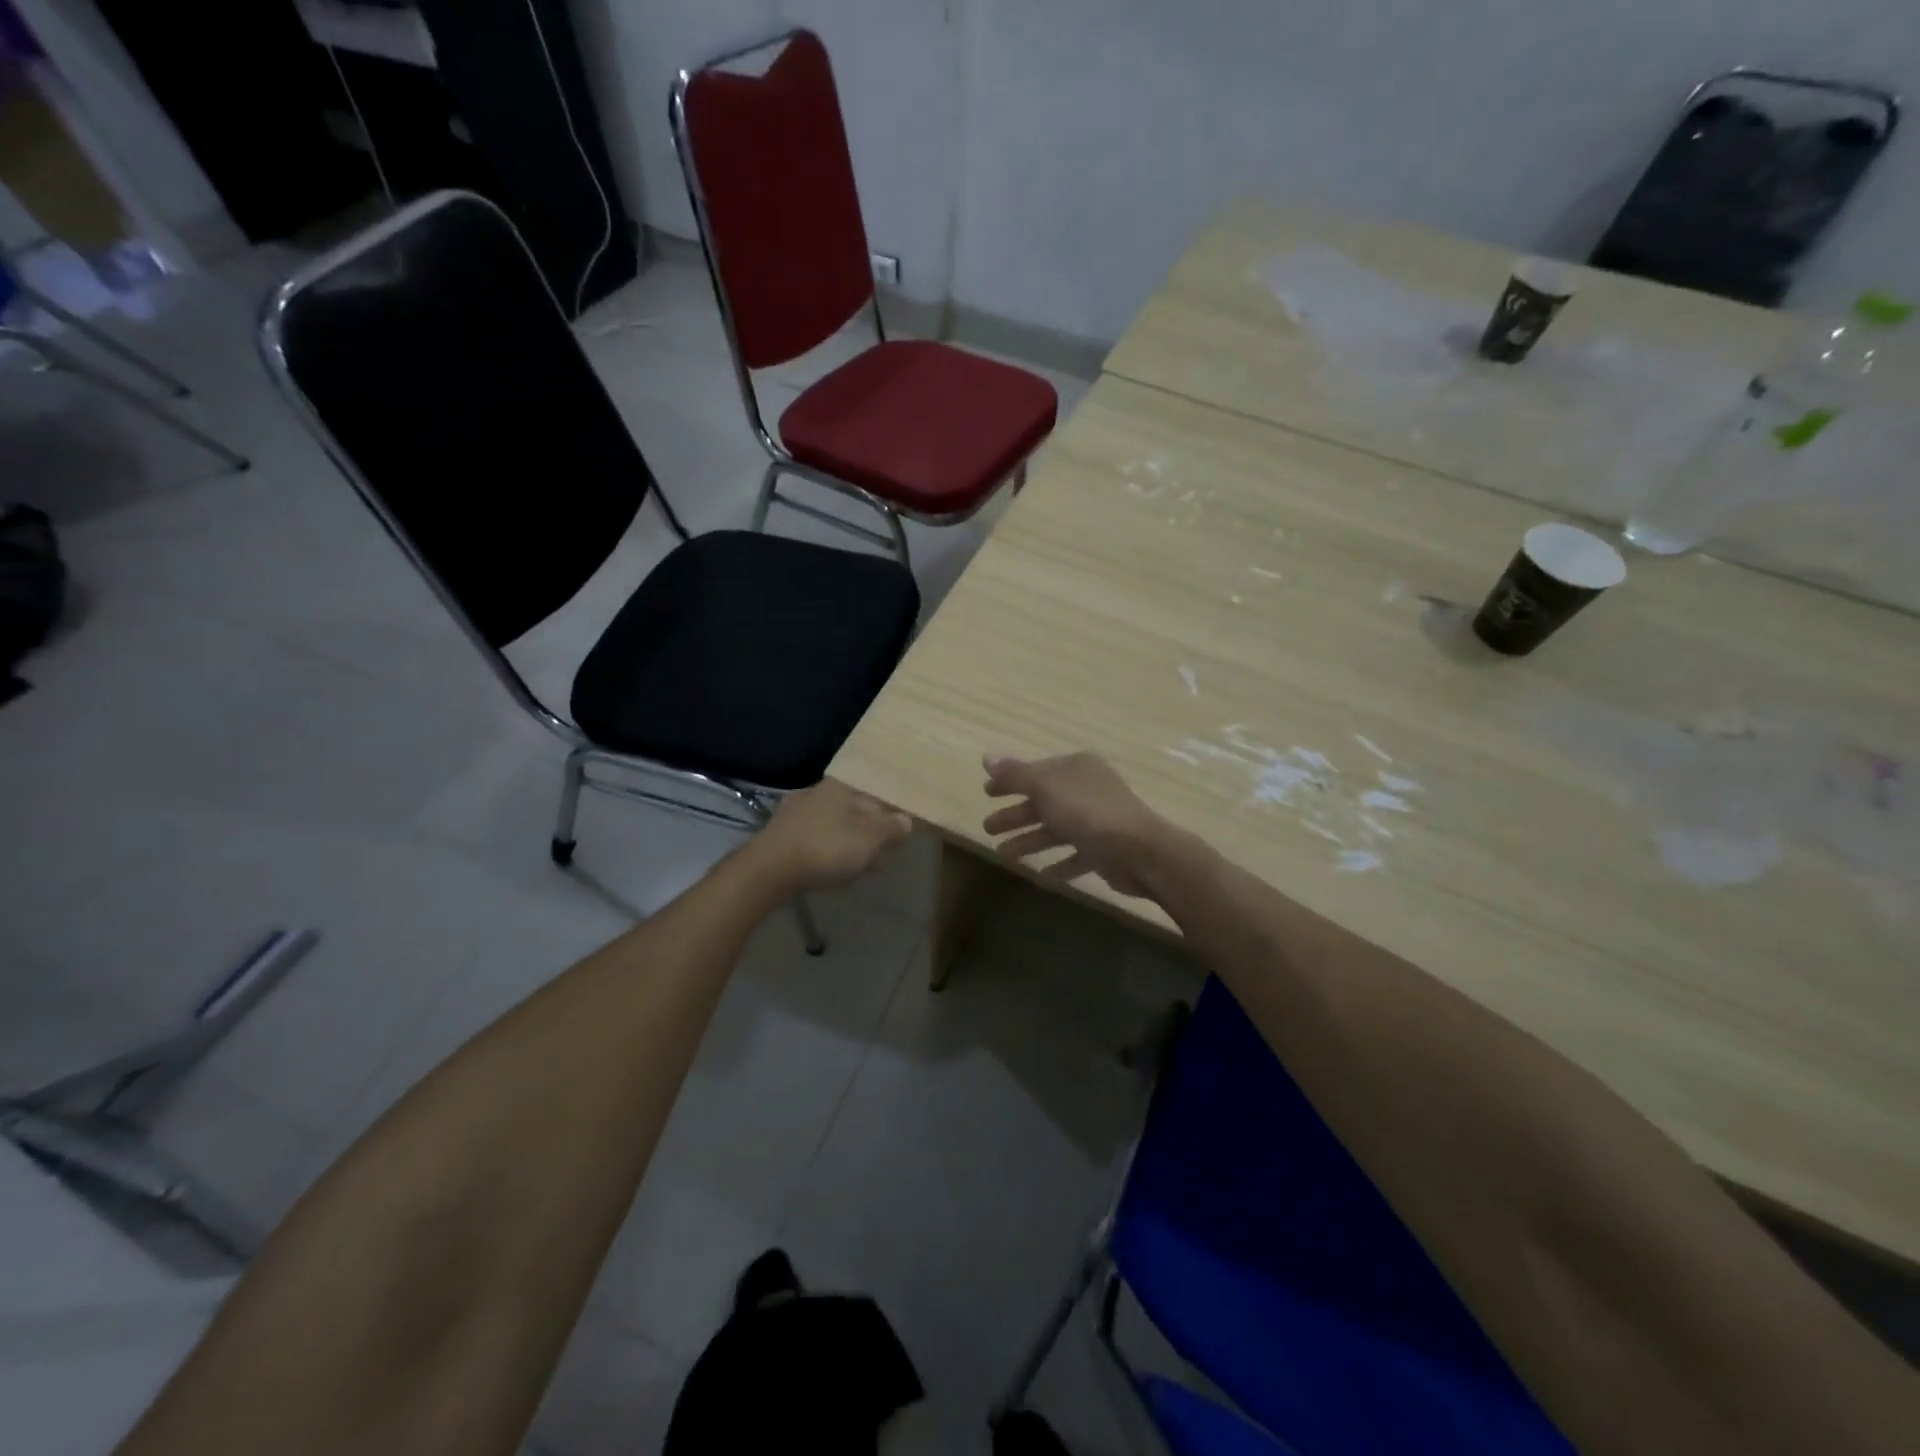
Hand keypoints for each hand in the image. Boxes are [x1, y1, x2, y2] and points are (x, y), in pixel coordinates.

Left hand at [753, 780, 914, 893]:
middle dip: (871, 830)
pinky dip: (828, 852)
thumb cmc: (826, 848)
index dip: (892, 814)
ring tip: (859, 867)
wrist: (768, 871)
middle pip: (856, 809)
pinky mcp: (782, 835)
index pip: (876, 793)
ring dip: (849, 844)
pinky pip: (816, 840)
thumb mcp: (870, 839)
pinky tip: (831, 870)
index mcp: (842, 786)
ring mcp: (797, 812)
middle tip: (882, 854)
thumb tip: (906, 820)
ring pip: (835, 825)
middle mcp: (818, 792)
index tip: (902, 833)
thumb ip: (892, 828)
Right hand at [981, 752, 1166, 899]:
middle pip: (1043, 801)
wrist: (1139, 852)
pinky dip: (1058, 863)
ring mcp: (1098, 821)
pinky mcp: (1105, 850)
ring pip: (1056, 829)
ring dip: (1030, 840)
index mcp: (1076, 769)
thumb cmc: (1088, 812)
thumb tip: (987, 757)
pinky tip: (1041, 874)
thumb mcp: (1046, 788)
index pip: (1036, 772)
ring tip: (1004, 854)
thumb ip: (1016, 775)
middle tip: (988, 828)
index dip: (1010, 781)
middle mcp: (1088, 790)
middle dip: (1015, 814)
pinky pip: (1075, 855)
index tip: (986, 793)